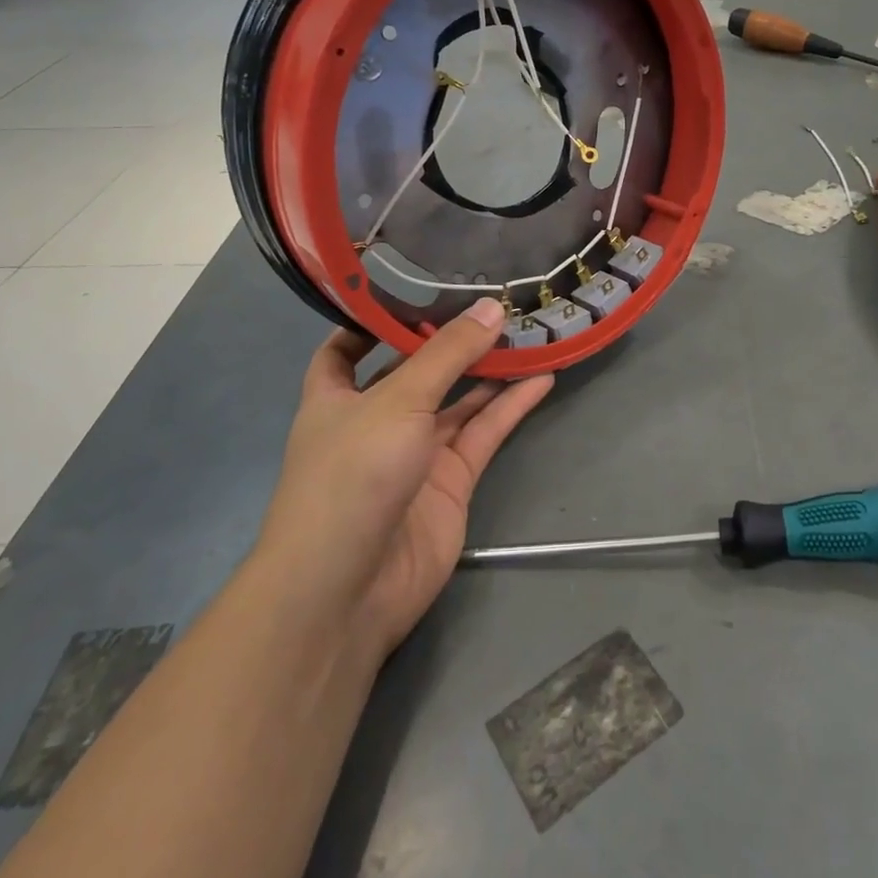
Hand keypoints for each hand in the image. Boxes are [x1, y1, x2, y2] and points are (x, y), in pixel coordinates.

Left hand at [256, 298, 552, 656]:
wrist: (349, 589)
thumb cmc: (352, 476)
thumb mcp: (398, 401)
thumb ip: (447, 354)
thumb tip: (492, 307)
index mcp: (335, 397)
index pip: (346, 349)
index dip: (372, 321)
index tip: (411, 288)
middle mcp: (375, 420)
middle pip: (415, 370)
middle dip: (449, 339)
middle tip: (492, 300)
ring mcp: (415, 452)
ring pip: (457, 401)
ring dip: (489, 370)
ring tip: (528, 331)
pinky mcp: (450, 481)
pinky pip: (483, 433)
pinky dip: (510, 407)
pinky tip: (542, 377)